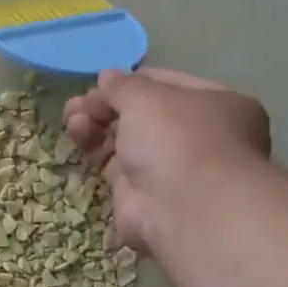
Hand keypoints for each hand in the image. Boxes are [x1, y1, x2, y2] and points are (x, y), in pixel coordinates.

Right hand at [64, 68, 270, 258]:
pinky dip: (94, 148)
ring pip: (124, 138)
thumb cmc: (176, 137)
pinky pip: (113, 163)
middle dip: (106, 105)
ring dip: (95, 124)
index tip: (100, 82)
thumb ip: (122, 85)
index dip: (131, 82)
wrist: (182, 208)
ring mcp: (168, 165)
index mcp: (215, 105)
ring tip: (72, 118)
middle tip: (77, 103)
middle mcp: (196, 135)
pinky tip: (77, 135)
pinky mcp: (140, 191)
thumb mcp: (146, 96)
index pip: (167, 84)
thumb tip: (107, 78)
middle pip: (141, 113)